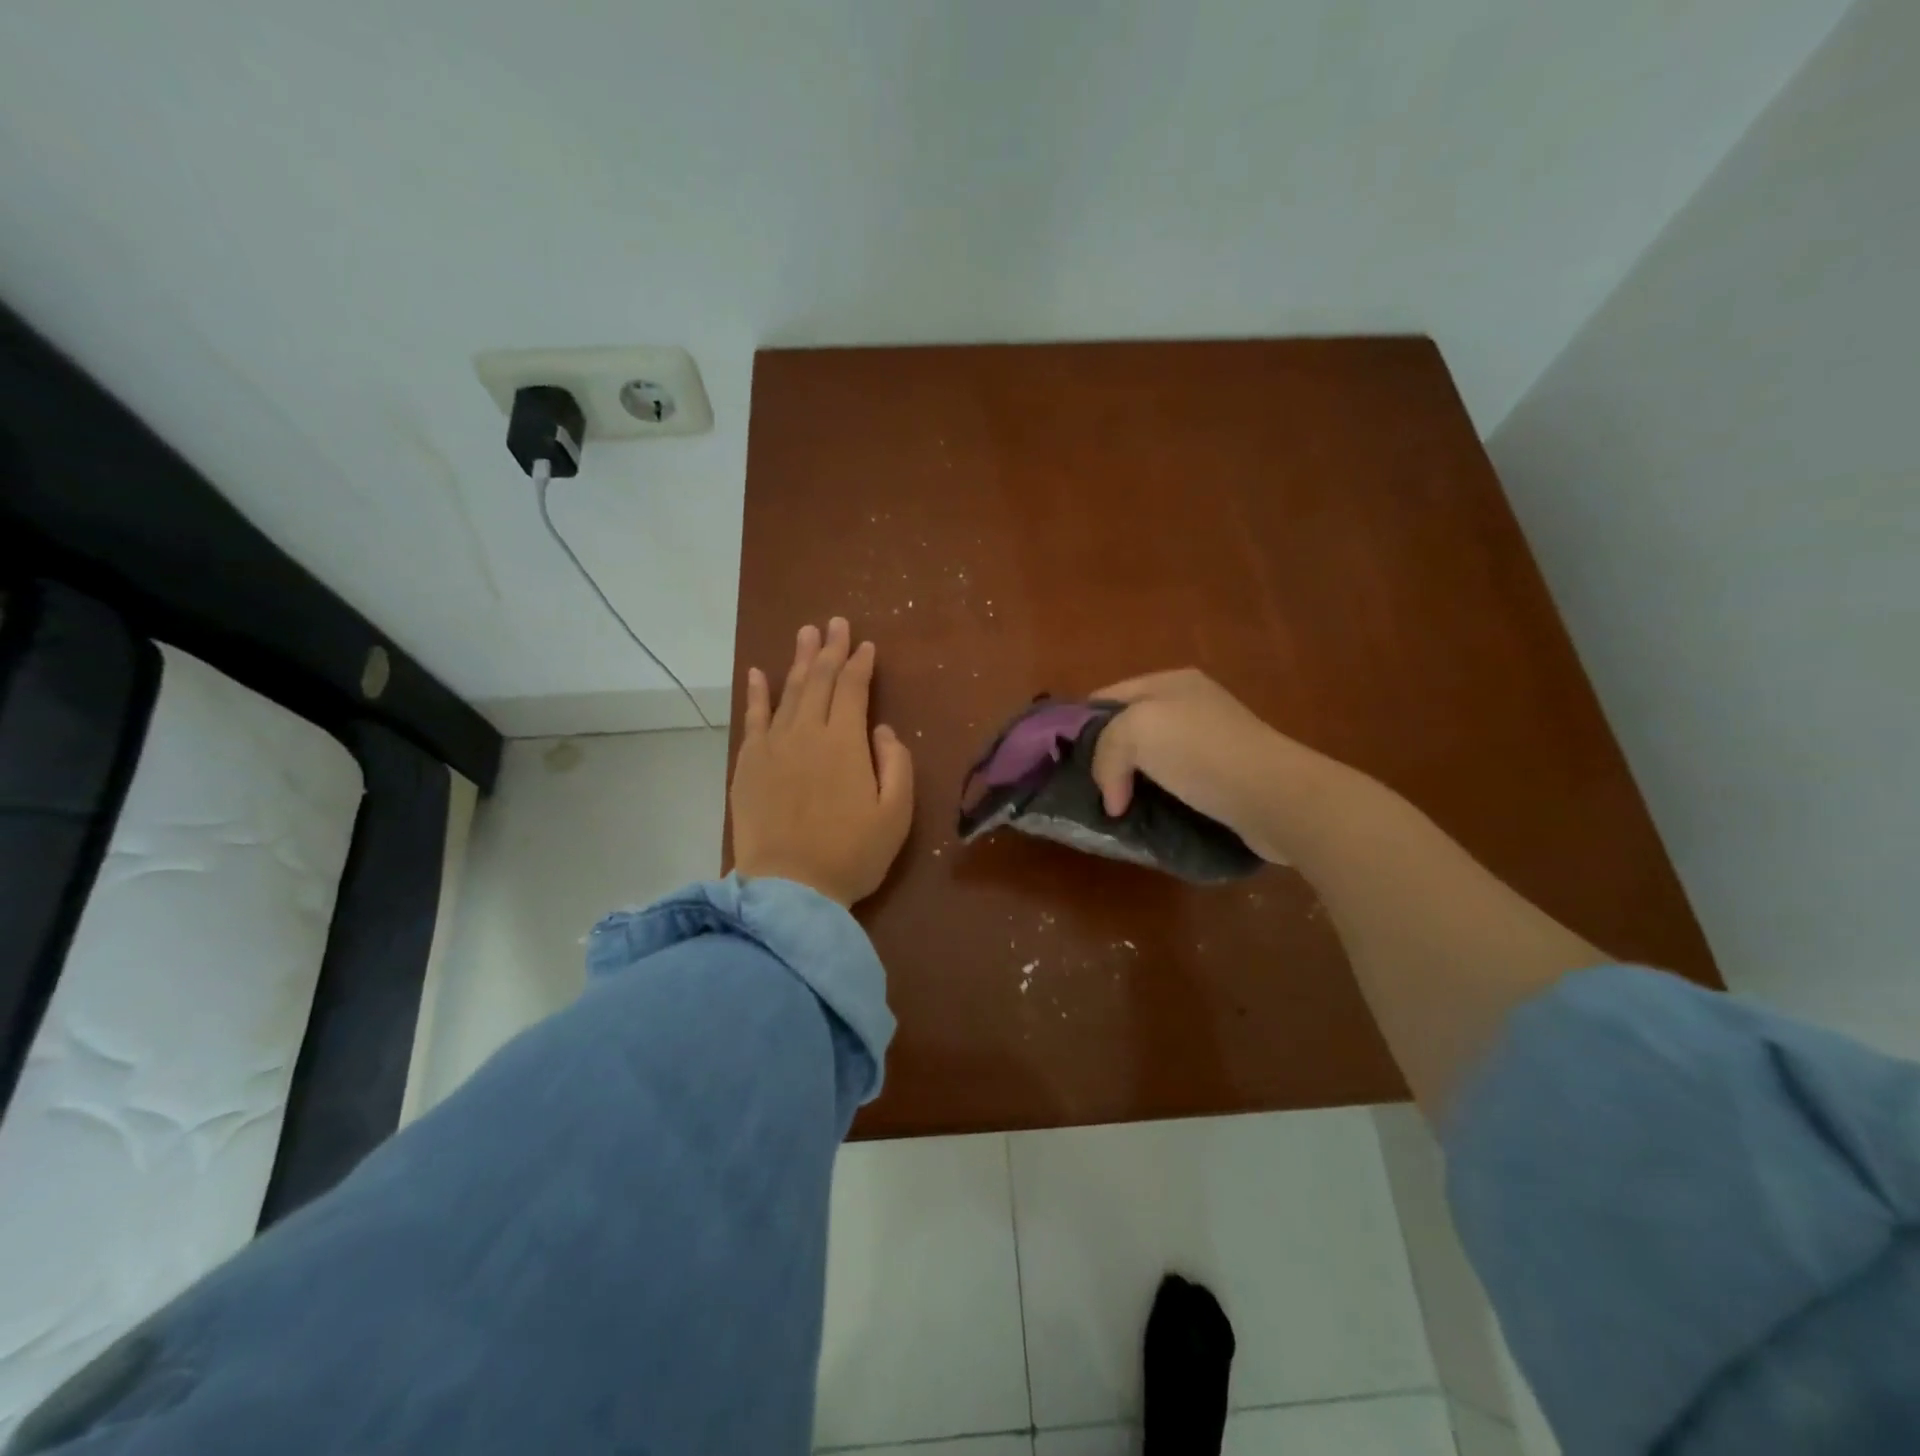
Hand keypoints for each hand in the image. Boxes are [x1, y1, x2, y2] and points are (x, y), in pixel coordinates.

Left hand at [730, 618, 914, 906]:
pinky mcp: (748, 764)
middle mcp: (807, 733)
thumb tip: (883, 730)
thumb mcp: (896, 814)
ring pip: (788, 692)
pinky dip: (757, 693)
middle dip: (829, 649)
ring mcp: (773, 746)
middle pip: (819, 681)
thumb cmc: (851, 854)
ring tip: (805, 634)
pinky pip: (752, 718)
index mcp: (845, 743)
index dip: (861, 664)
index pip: (853, 690)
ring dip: (799, 661)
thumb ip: (896, 765)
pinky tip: (759, 672)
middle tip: (834, 623)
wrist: (790, 888)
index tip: (866, 645)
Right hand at [1089, 669, 1321, 863]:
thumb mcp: (1136, 731)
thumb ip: (1106, 752)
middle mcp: (1188, 705)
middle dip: (1104, 757)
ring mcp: (1208, 740)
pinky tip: (1144, 818)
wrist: (1274, 796)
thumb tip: (1113, 797)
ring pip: (1149, 759)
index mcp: (1168, 682)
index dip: (1081, 726)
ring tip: (1111, 809)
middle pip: (1127, 728)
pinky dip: (1155, 798)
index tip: (1063, 761)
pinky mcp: (1222, 776)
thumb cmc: (1201, 752)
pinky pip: (1173, 783)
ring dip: (1130, 782)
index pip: (1106, 697)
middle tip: (1085, 789)